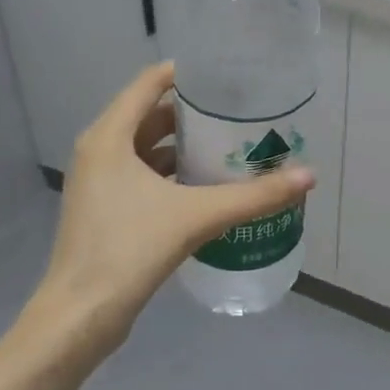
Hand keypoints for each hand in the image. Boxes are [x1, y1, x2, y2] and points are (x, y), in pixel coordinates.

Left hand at [19, 63, 314, 360]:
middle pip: (151, 115)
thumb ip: (254, 196)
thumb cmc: (129, 250)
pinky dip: (173, 173)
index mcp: (109, 137)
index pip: (149, 83)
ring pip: (148, 148)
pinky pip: (143, 175)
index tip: (227, 74)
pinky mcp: (106, 209)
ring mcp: (100, 182)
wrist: (80, 316)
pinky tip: (207, 185)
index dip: (187, 73)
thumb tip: (309, 176)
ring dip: (185, 144)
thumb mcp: (197, 216)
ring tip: (230, 144)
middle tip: (239, 111)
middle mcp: (100, 151)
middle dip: (194, 112)